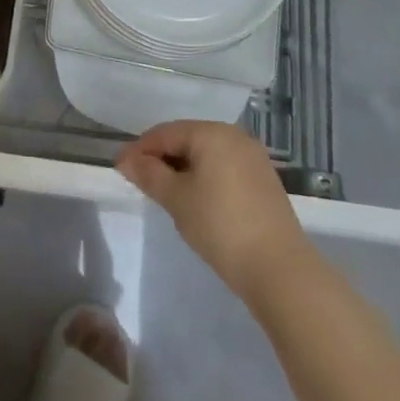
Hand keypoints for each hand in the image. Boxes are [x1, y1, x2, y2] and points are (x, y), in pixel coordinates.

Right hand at [117, 121, 312, 300]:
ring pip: (206, 154)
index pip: (165, 132)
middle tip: (141, 182)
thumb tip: (125, 159)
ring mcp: (253, 157)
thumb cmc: (220, 226)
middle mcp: (234, 136)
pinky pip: (224, 167)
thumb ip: (149, 175)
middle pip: (187, 139)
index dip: (140, 149)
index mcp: (212, 133)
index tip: (121, 168)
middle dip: (162, 158)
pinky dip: (205, 177)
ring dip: (183, 169)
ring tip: (166, 193)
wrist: (279, 268)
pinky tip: (197, 200)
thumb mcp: (177, 199)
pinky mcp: (263, 179)